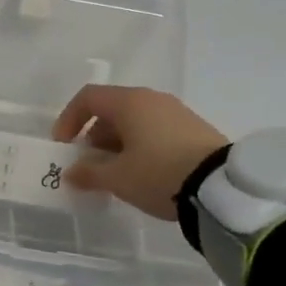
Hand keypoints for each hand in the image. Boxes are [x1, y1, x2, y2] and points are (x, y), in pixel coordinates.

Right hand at [52, 85, 228, 221]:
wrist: (221, 188)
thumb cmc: (158, 174)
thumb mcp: (117, 178)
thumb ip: (88, 173)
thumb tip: (71, 173)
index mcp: (129, 102)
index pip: (88, 98)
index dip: (69, 120)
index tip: (64, 147)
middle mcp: (152, 99)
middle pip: (111, 110)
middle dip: (94, 137)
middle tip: (89, 166)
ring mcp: (176, 112)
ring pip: (134, 122)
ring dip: (117, 145)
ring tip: (116, 175)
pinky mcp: (194, 129)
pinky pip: (155, 131)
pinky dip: (140, 147)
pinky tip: (143, 174)